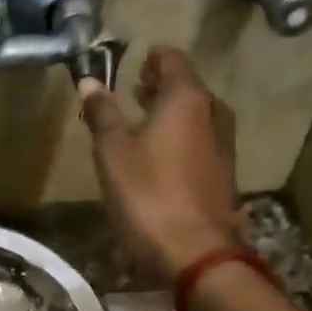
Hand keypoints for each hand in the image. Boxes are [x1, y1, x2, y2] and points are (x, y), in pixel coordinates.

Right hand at [78, 46, 244, 287]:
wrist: (194, 253)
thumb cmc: (147, 193)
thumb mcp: (113, 152)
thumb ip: (102, 114)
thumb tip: (88, 81)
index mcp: (187, 99)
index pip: (173, 60)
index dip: (153, 58)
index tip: (133, 62)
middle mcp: (212, 114)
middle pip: (188, 87)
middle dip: (162, 84)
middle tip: (135, 86)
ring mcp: (223, 146)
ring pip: (197, 115)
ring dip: (171, 112)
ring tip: (143, 117)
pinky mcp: (223, 175)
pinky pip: (200, 141)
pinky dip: (181, 136)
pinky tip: (159, 153)